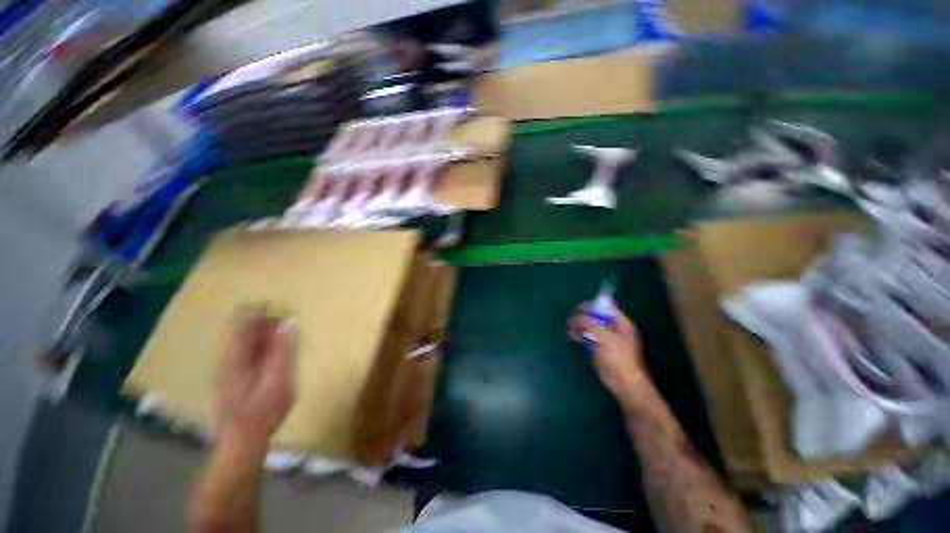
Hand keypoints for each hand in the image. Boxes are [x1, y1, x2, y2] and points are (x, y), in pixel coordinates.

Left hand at [216, 308, 296, 451]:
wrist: (242, 441)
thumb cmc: (261, 411)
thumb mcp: (277, 379)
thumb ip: (282, 351)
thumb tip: (288, 324)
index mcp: (236, 357)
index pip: (244, 323)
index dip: (260, 310)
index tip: (280, 304)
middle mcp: (229, 359)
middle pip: (244, 330)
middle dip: (265, 320)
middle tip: (288, 316)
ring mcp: (231, 368)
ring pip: (246, 340)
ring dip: (265, 331)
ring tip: (285, 328)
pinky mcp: (236, 377)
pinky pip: (249, 351)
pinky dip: (264, 344)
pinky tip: (276, 348)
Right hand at [568, 303, 650, 405]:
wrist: (625, 384)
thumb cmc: (618, 358)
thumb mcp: (603, 337)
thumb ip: (590, 324)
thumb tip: (575, 317)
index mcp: (622, 324)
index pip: (607, 308)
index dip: (592, 306)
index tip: (578, 307)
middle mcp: (617, 330)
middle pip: (598, 317)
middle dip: (584, 317)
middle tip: (571, 319)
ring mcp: (610, 340)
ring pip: (593, 328)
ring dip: (581, 326)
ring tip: (570, 328)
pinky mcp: (603, 350)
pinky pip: (591, 338)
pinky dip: (582, 336)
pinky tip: (573, 337)